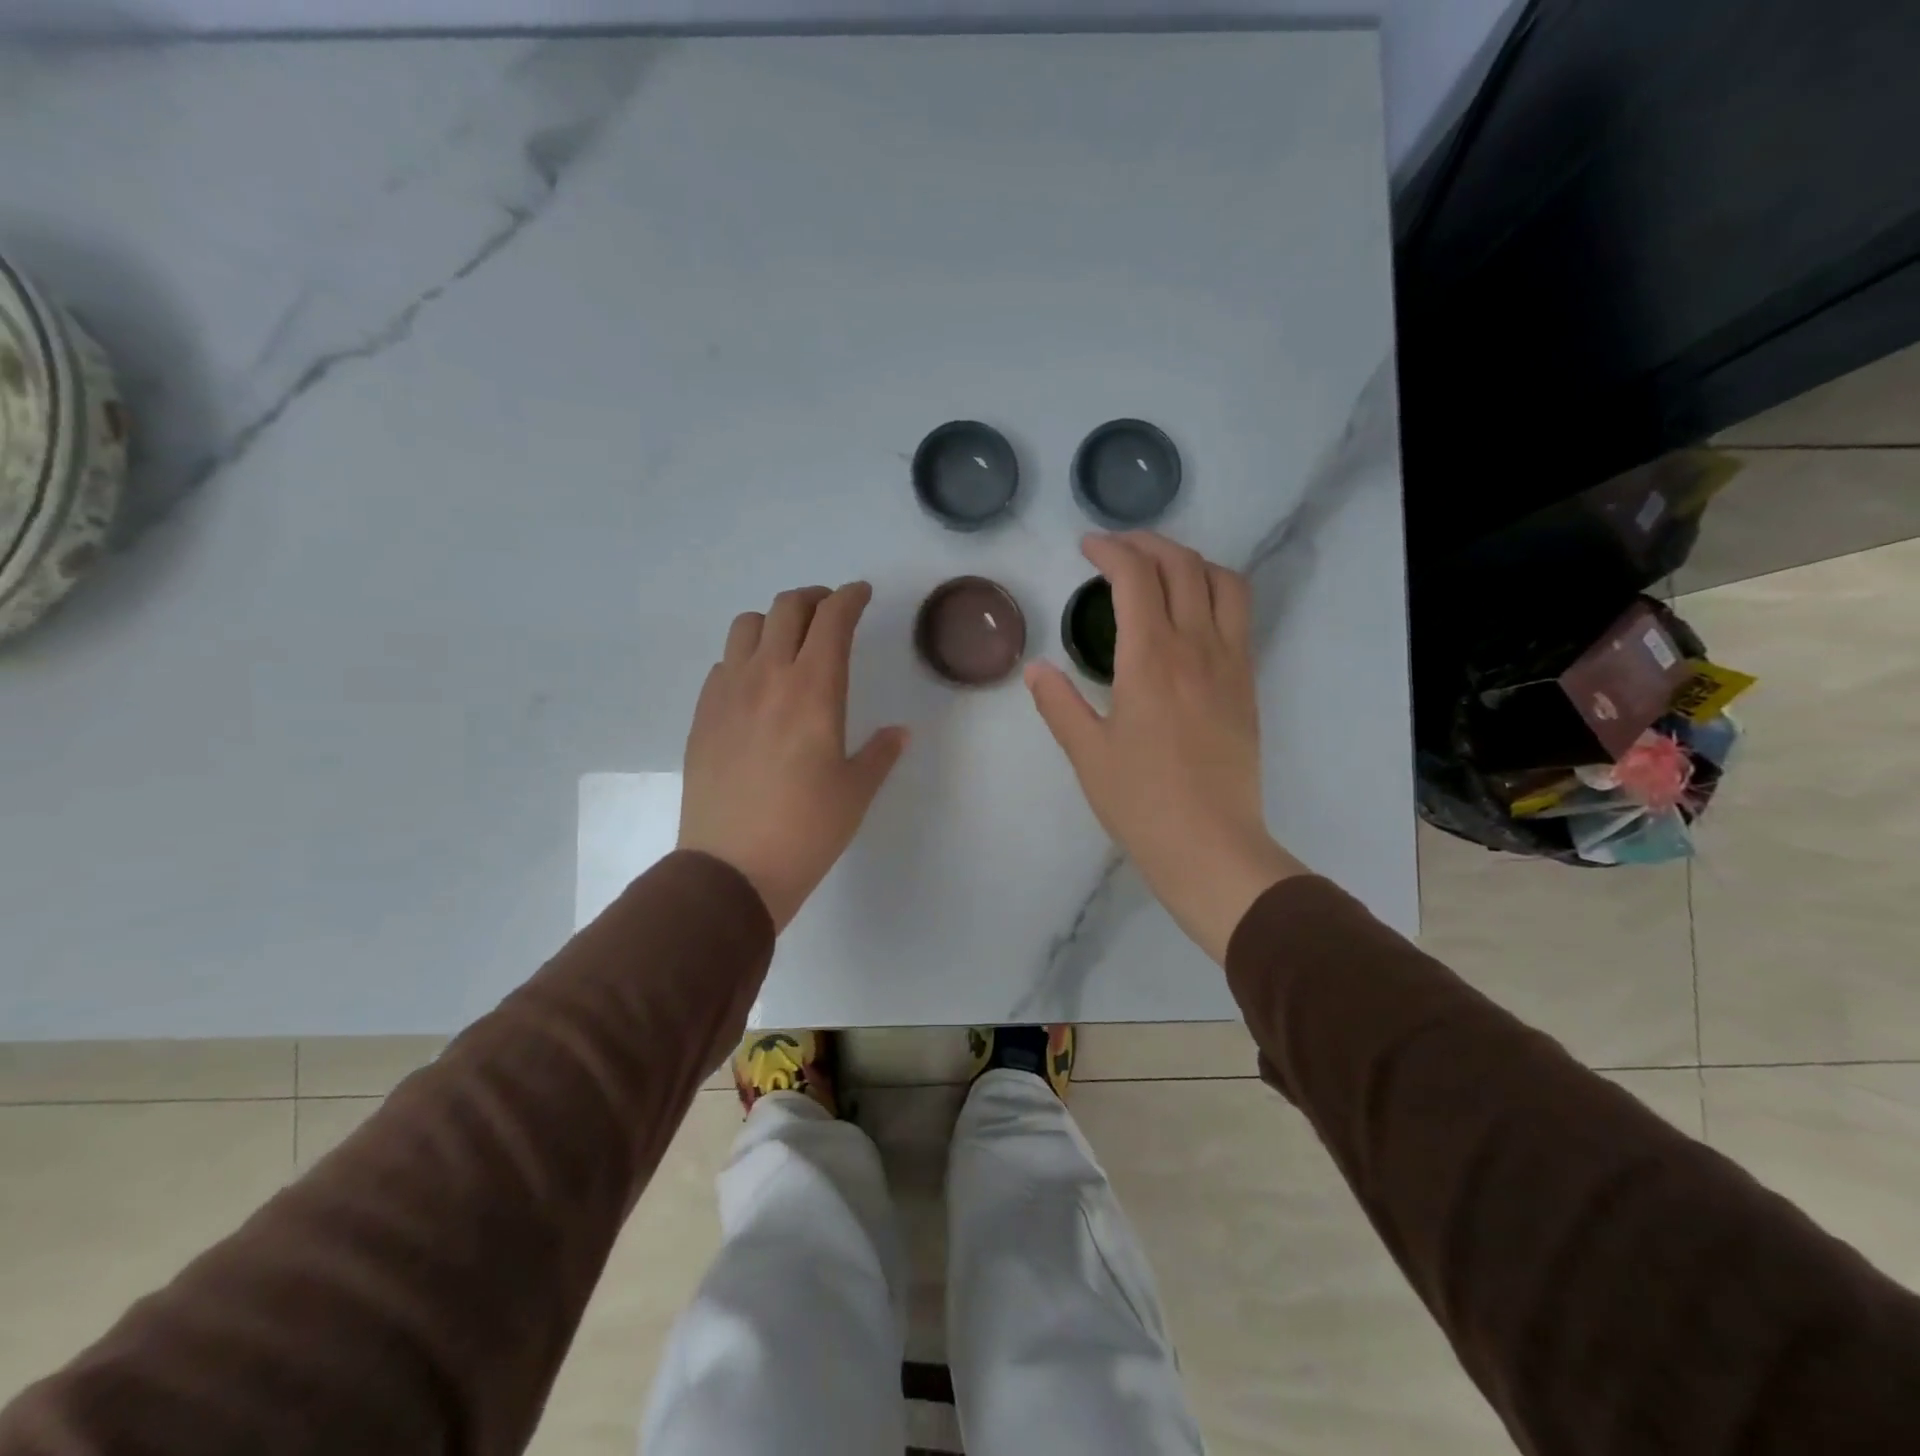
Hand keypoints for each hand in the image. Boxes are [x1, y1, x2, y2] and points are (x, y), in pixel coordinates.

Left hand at [680, 582, 908, 931]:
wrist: (732, 869)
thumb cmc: (807, 829)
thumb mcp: (856, 791)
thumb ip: (880, 752)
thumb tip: (899, 733)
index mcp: (814, 689)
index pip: (832, 619)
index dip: (850, 597)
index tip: (861, 594)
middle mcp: (767, 677)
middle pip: (786, 608)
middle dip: (814, 599)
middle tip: (830, 612)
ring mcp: (727, 693)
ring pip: (746, 626)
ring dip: (774, 621)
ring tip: (789, 643)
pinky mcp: (702, 715)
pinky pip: (723, 664)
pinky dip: (745, 657)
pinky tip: (756, 685)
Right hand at [1026, 533, 1305, 962]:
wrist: (1210, 845)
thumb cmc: (1141, 802)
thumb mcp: (1087, 754)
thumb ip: (1059, 703)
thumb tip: (1035, 669)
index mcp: (1150, 659)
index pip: (1136, 577)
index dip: (1111, 551)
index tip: (1087, 548)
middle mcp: (1196, 647)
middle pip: (1183, 565)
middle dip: (1148, 544)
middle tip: (1117, 550)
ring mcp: (1230, 663)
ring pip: (1223, 582)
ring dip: (1190, 561)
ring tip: (1160, 570)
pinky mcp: (1247, 683)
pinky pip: (1239, 615)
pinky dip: (1214, 591)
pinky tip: (1190, 612)